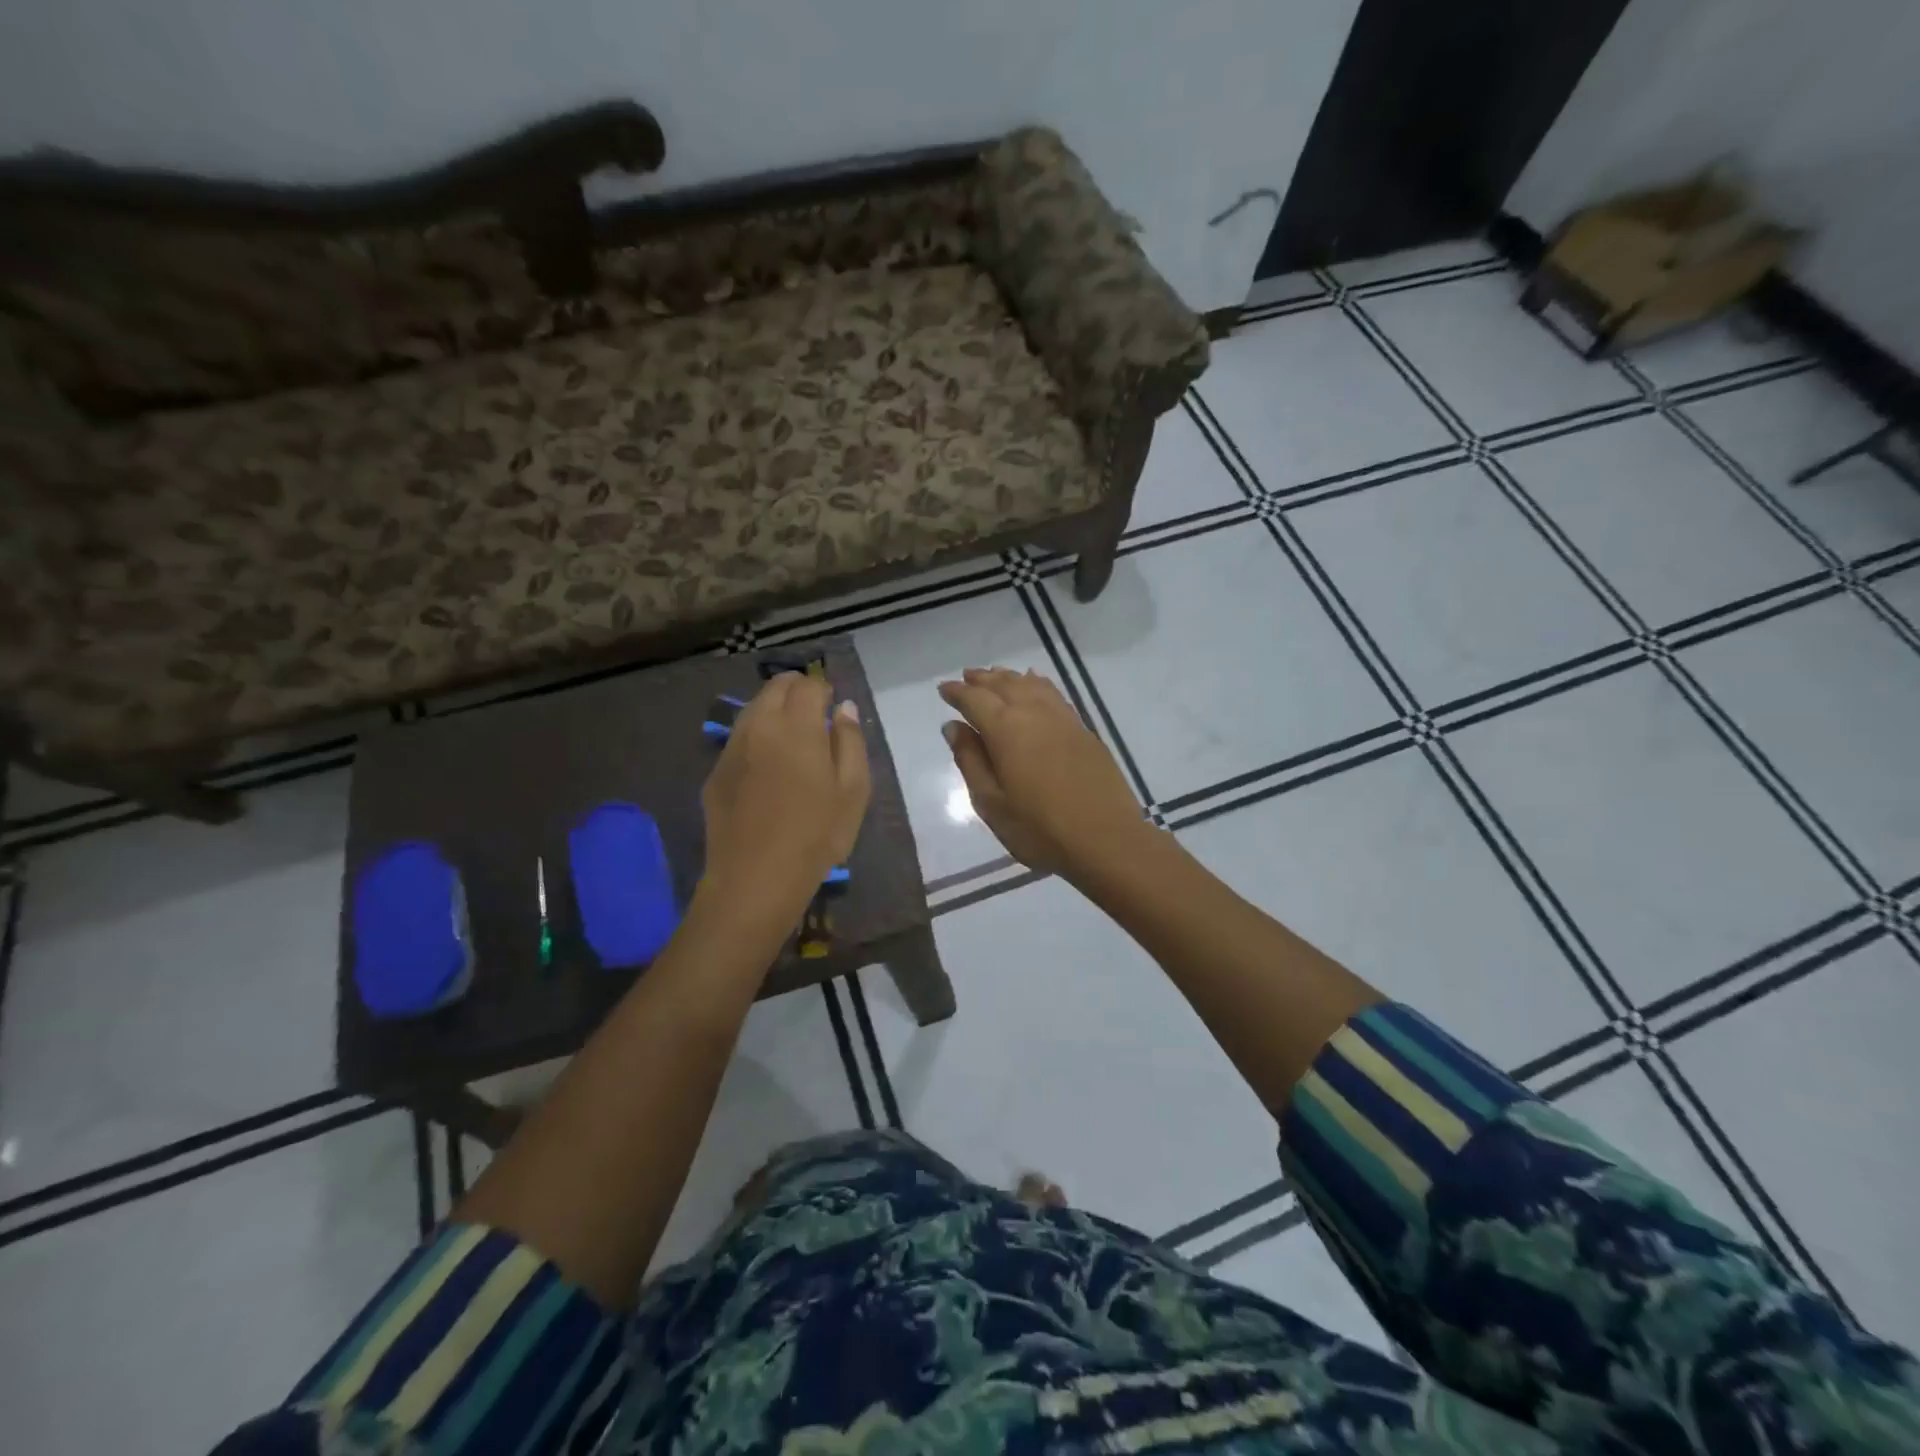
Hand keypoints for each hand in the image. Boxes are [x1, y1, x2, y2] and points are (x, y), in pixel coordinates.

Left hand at [702, 672, 869, 921]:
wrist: (756, 878)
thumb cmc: (817, 835)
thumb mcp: (853, 790)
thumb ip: (851, 741)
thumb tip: (844, 707)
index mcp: (797, 726)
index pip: (808, 684)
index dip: (824, 690)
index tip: (834, 708)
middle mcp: (759, 725)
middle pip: (776, 687)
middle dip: (797, 690)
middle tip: (814, 715)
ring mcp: (732, 748)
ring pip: (753, 709)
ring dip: (774, 710)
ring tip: (792, 738)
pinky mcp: (716, 772)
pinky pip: (739, 739)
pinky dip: (756, 737)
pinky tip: (768, 768)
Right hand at [938, 667, 1147, 876]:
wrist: (1106, 840)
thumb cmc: (1040, 829)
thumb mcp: (992, 803)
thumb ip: (970, 761)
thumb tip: (953, 727)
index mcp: (1006, 730)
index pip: (975, 700)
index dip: (957, 693)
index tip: (943, 689)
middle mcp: (1034, 713)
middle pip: (1005, 685)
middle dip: (983, 680)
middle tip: (967, 677)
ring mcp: (1063, 719)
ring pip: (1031, 685)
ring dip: (1010, 678)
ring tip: (996, 675)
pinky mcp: (1083, 730)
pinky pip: (1054, 694)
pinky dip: (1038, 684)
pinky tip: (1035, 683)